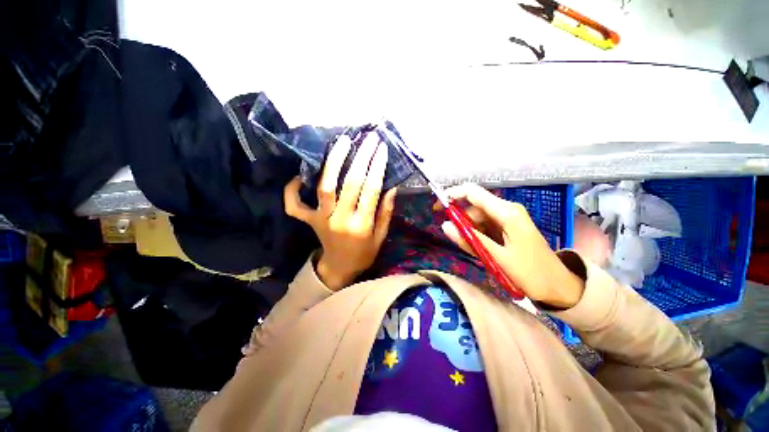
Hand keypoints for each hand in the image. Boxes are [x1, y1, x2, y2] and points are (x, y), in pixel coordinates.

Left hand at [284, 134, 396, 290]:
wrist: (339, 268)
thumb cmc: (364, 253)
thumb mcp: (381, 237)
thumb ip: (385, 213)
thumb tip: (391, 188)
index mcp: (362, 225)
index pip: (371, 190)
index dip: (377, 167)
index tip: (381, 148)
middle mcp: (341, 219)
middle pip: (350, 183)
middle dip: (360, 157)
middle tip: (367, 139)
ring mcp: (321, 219)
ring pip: (324, 187)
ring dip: (333, 162)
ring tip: (342, 142)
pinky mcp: (309, 221)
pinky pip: (294, 205)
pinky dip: (292, 190)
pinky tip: (299, 176)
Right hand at [438, 184, 583, 307]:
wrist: (558, 286)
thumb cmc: (530, 273)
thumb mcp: (496, 257)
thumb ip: (470, 239)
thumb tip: (445, 225)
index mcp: (507, 212)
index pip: (473, 193)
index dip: (452, 195)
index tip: (437, 208)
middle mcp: (507, 209)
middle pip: (474, 206)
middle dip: (460, 220)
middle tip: (456, 239)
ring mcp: (508, 218)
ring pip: (478, 217)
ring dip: (469, 230)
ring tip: (473, 250)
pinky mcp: (507, 226)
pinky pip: (485, 225)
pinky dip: (477, 234)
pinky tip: (480, 248)